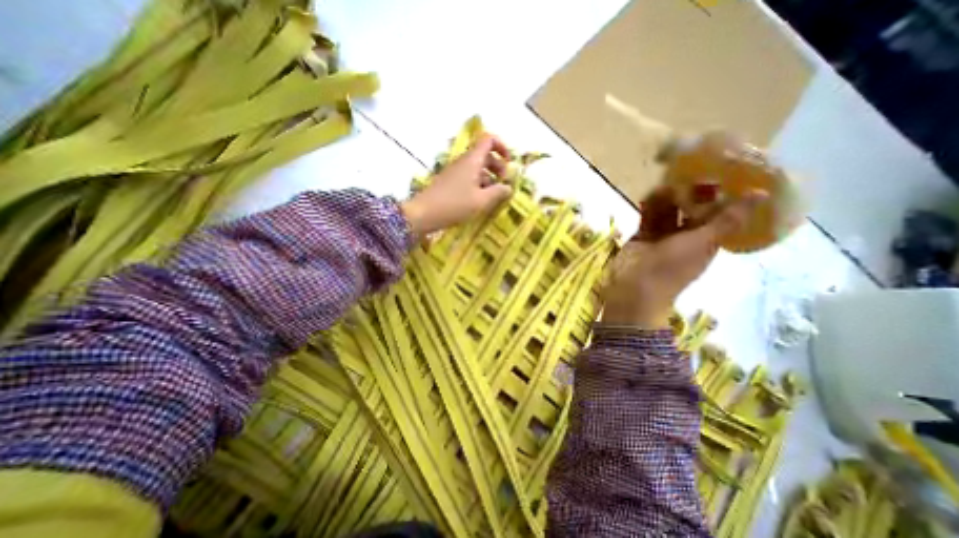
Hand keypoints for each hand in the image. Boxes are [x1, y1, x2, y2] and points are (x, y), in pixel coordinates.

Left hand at [402, 134, 511, 235]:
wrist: (424, 213)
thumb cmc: (454, 205)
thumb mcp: (481, 201)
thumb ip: (498, 192)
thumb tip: (509, 187)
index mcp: (472, 160)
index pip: (488, 139)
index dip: (502, 147)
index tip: (509, 163)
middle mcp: (464, 162)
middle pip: (485, 155)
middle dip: (498, 166)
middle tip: (503, 183)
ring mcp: (456, 172)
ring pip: (477, 168)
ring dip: (489, 178)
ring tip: (494, 195)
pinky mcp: (450, 182)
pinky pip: (469, 177)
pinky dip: (479, 184)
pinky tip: (481, 200)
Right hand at [601, 188, 768, 330]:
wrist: (634, 287)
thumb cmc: (672, 268)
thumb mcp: (702, 243)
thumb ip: (726, 219)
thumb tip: (761, 193)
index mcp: (706, 240)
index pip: (718, 213)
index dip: (721, 195)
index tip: (722, 172)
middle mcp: (686, 236)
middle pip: (691, 210)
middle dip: (692, 193)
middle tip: (690, 171)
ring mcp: (662, 236)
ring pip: (669, 211)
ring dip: (669, 198)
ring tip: (667, 182)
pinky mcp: (642, 235)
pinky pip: (648, 216)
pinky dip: (649, 206)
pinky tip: (650, 195)